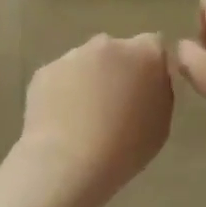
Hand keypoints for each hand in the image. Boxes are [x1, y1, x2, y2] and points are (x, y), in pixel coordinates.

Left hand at [19, 33, 174, 202]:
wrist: (68, 161)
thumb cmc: (125, 148)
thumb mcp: (161, 123)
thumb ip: (158, 91)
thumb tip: (149, 81)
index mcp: (145, 54)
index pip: (153, 45)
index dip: (149, 66)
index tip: (144, 89)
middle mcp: (108, 45)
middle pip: (116, 51)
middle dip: (117, 69)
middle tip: (113, 104)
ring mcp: (72, 55)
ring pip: (85, 62)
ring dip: (87, 80)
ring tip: (82, 116)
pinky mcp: (44, 71)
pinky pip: (60, 77)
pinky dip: (62, 91)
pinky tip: (61, 119)